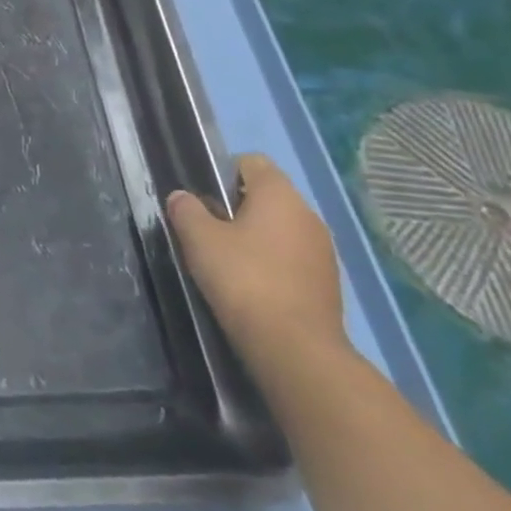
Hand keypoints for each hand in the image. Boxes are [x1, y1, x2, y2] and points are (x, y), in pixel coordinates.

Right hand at [167, 154, 351, 376]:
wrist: (294, 347)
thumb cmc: (243, 279)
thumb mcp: (199, 239)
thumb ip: (186, 210)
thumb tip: (182, 197)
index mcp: (280, 196)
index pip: (252, 162)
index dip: (223, 172)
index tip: (204, 198)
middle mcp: (308, 215)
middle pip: (267, 195)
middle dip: (237, 207)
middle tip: (208, 231)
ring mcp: (323, 250)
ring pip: (281, 228)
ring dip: (256, 236)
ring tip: (228, 260)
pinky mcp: (328, 281)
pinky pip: (293, 256)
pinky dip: (272, 262)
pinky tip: (252, 284)